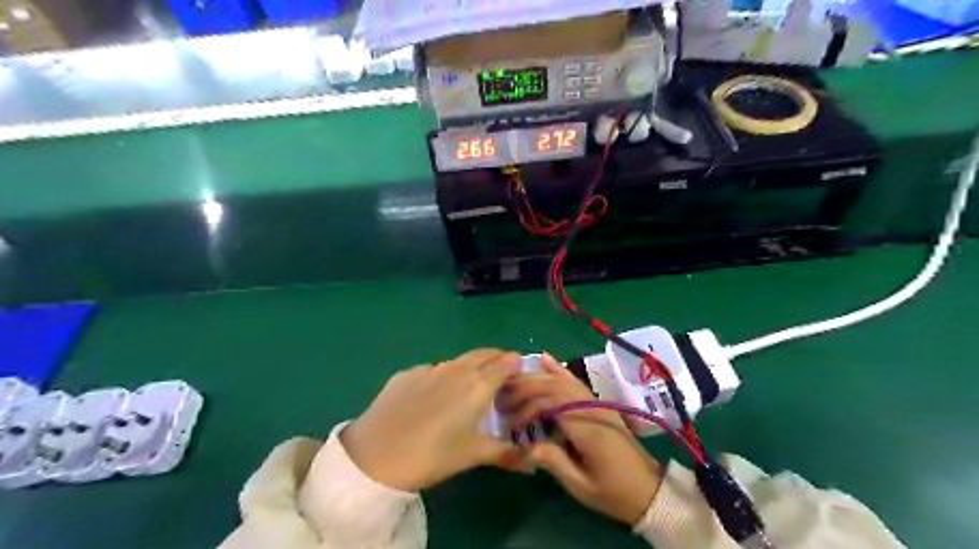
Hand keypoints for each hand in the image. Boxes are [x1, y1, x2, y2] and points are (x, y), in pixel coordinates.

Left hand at [341, 352, 527, 493]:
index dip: (516, 365)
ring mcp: (429, 368)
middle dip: (497, 359)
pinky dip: (443, 377)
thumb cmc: (432, 455)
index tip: (521, 374)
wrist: (374, 455)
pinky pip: (433, 370)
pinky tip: (433, 398)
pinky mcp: (407, 373)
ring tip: (468, 389)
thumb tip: (532, 461)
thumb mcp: (472, 455)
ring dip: (470, 368)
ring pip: (458, 361)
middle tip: (501, 376)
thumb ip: (506, 453)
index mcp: (478, 384)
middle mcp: (457, 368)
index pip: (506, 361)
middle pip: (484, 354)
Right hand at [501, 354, 661, 524]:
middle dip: (526, 388)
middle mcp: (591, 408)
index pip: (551, 404)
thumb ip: (554, 462)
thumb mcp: (581, 486)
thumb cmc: (612, 492)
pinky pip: (576, 382)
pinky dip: (559, 370)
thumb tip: (526, 446)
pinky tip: (545, 360)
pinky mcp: (598, 404)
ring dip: (537, 378)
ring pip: (563, 381)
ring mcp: (596, 403)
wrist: (648, 491)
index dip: (527, 409)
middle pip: (554, 386)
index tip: (511, 426)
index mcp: (587, 427)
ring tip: (513, 379)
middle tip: (503, 398)